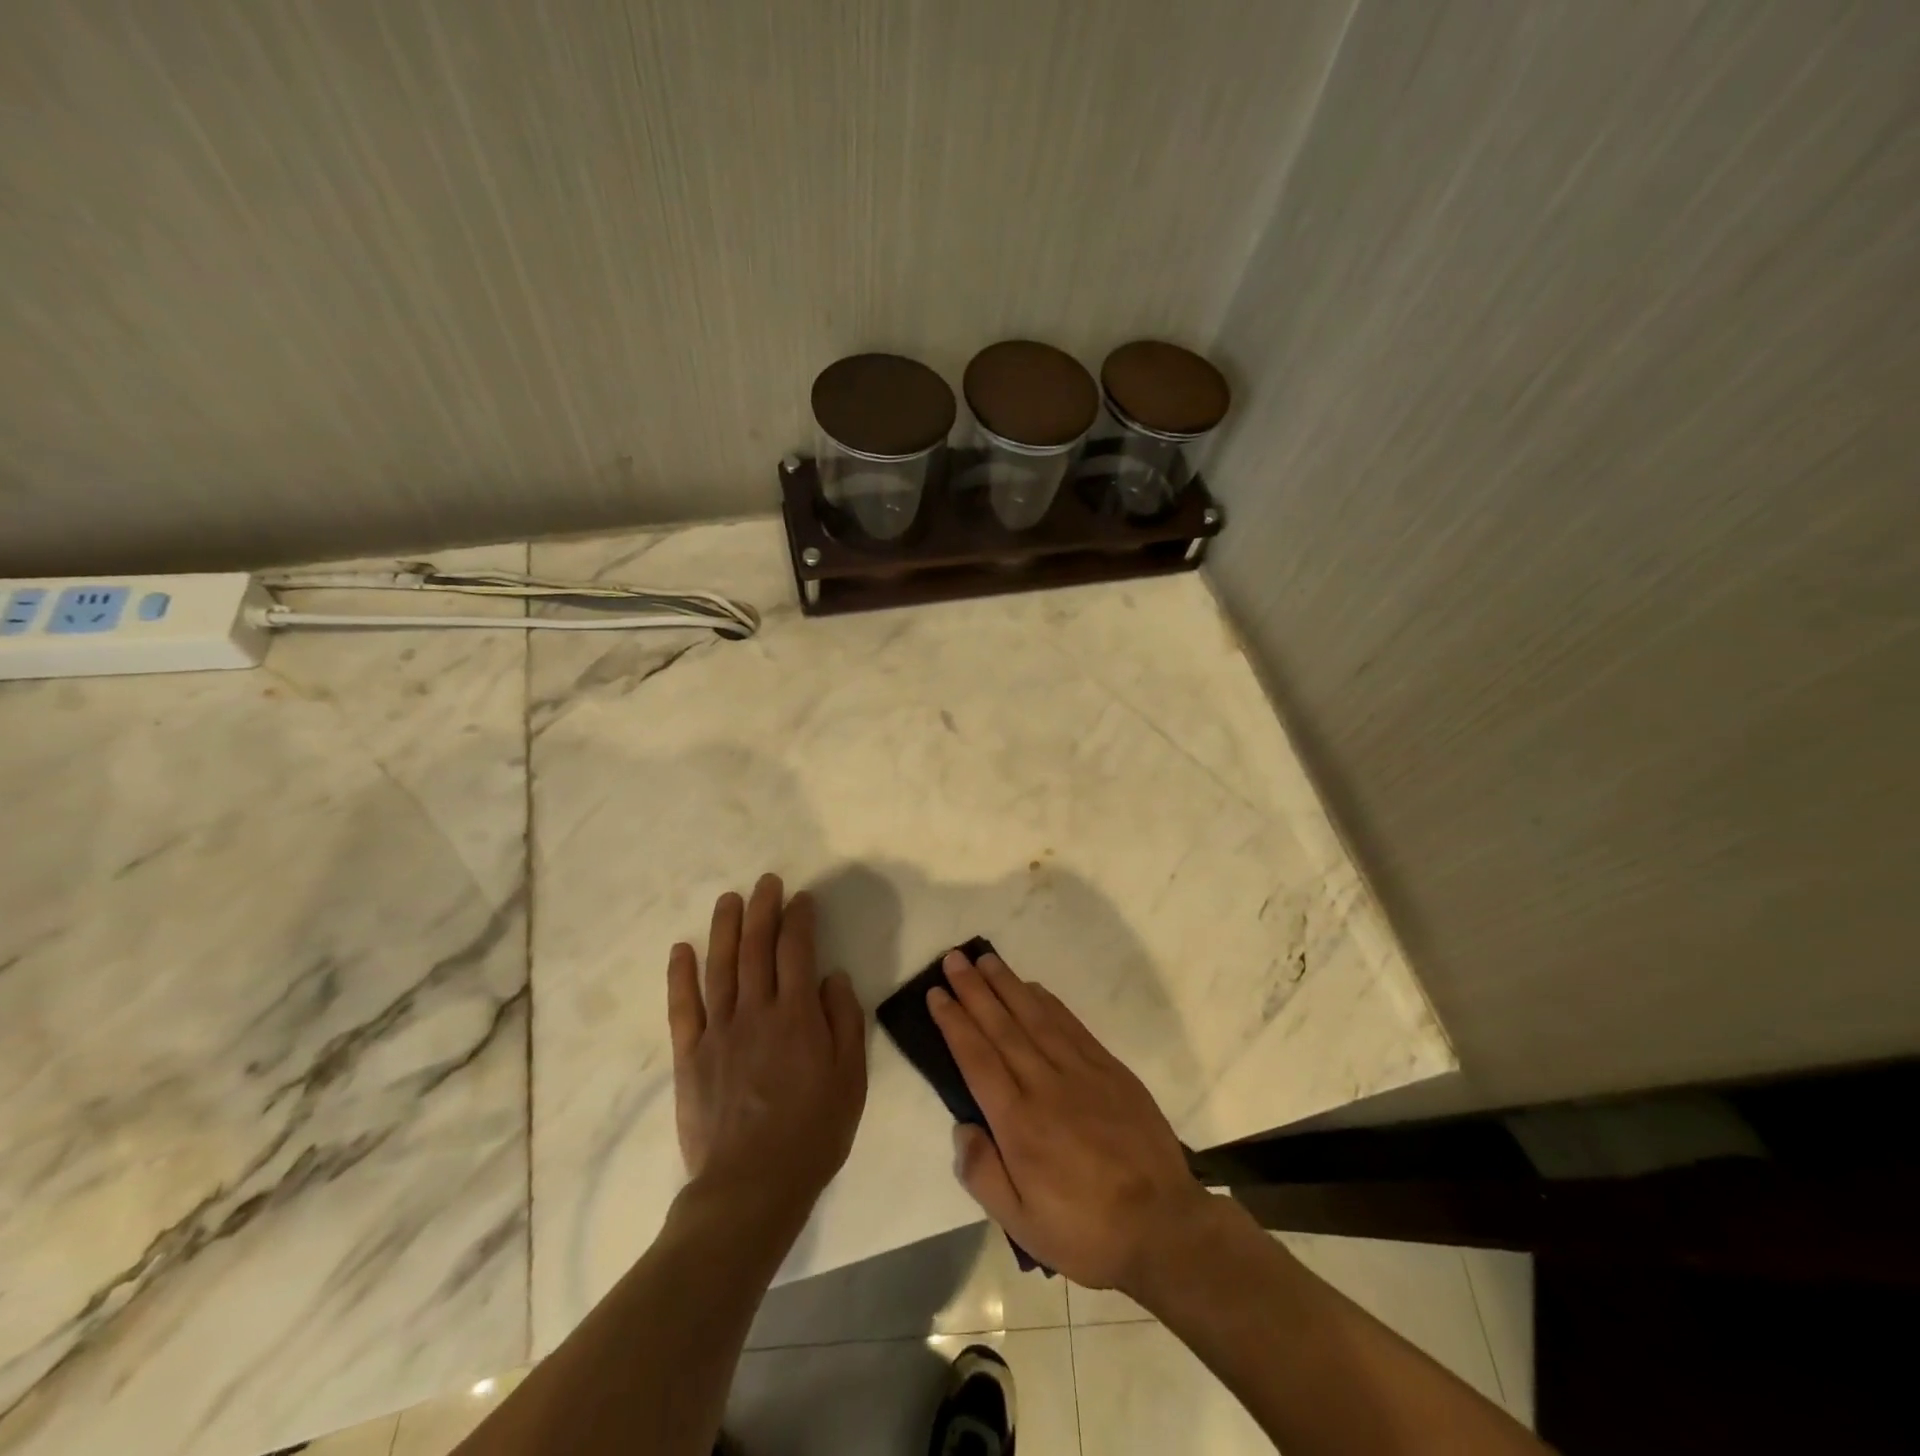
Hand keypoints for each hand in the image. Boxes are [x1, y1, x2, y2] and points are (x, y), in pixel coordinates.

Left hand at [668, 874, 867, 1210]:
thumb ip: (844, 1021)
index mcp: (797, 1015)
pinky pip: (683, 1006)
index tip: (802, 898)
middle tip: (767, 882)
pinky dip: (681, 975)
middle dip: (763, 909)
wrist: (751, 1187)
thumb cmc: (812, 1132)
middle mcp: (756, 1011)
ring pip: (720, 966)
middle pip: (756, 947)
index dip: (800, 919)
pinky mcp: (690, 1055)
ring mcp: (718, 1031)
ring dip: (724, 927)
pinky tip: (682, 949)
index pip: (797, 950)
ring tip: (729, 898)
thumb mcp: (850, 1078)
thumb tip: (833, 976)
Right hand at [927, 946, 1211, 1291]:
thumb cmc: (1086, 1231)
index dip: (954, 1022)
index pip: (977, 1058)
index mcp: (1019, 1123)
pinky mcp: (1110, 1069)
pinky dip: (1048, 1002)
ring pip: (1035, 1017)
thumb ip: (983, 1175)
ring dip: (1007, 985)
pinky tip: (1033, 988)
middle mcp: (1045, 1085)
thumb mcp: (1023, 1225)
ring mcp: (1081, 1072)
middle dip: (974, 990)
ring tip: (986, 959)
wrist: (1164, 1226)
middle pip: (1001, 1027)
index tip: (936, 993)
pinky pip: (1071, 1025)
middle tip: (953, 958)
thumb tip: (961, 1126)